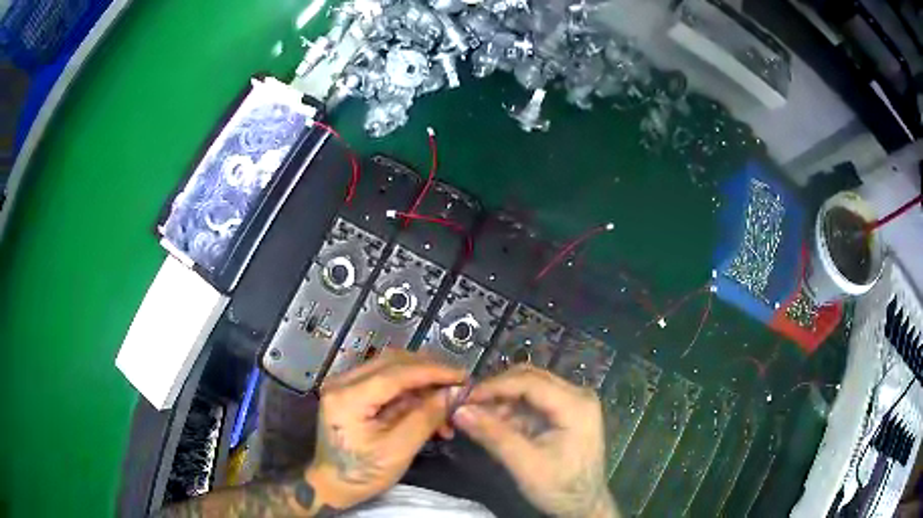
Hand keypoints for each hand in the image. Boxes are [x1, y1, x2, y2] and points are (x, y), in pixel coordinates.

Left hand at [305, 350, 465, 509]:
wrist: (332, 485)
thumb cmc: (362, 473)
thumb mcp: (398, 450)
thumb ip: (426, 417)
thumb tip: (455, 392)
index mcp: (348, 397)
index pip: (396, 372)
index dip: (433, 371)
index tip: (464, 376)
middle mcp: (342, 381)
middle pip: (393, 362)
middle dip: (430, 372)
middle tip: (458, 386)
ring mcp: (345, 384)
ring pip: (392, 369)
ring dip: (422, 383)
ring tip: (446, 404)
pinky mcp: (351, 391)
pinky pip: (387, 381)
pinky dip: (411, 392)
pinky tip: (429, 409)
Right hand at [452, 365, 618, 517]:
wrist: (583, 505)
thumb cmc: (560, 487)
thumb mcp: (525, 464)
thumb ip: (493, 435)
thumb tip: (459, 411)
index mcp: (575, 405)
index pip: (530, 382)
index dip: (494, 386)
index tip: (464, 398)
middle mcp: (578, 395)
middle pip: (530, 379)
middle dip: (496, 391)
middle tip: (467, 405)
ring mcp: (573, 403)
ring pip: (529, 389)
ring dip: (501, 401)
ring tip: (476, 418)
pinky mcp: (565, 413)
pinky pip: (533, 402)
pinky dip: (511, 411)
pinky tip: (493, 425)